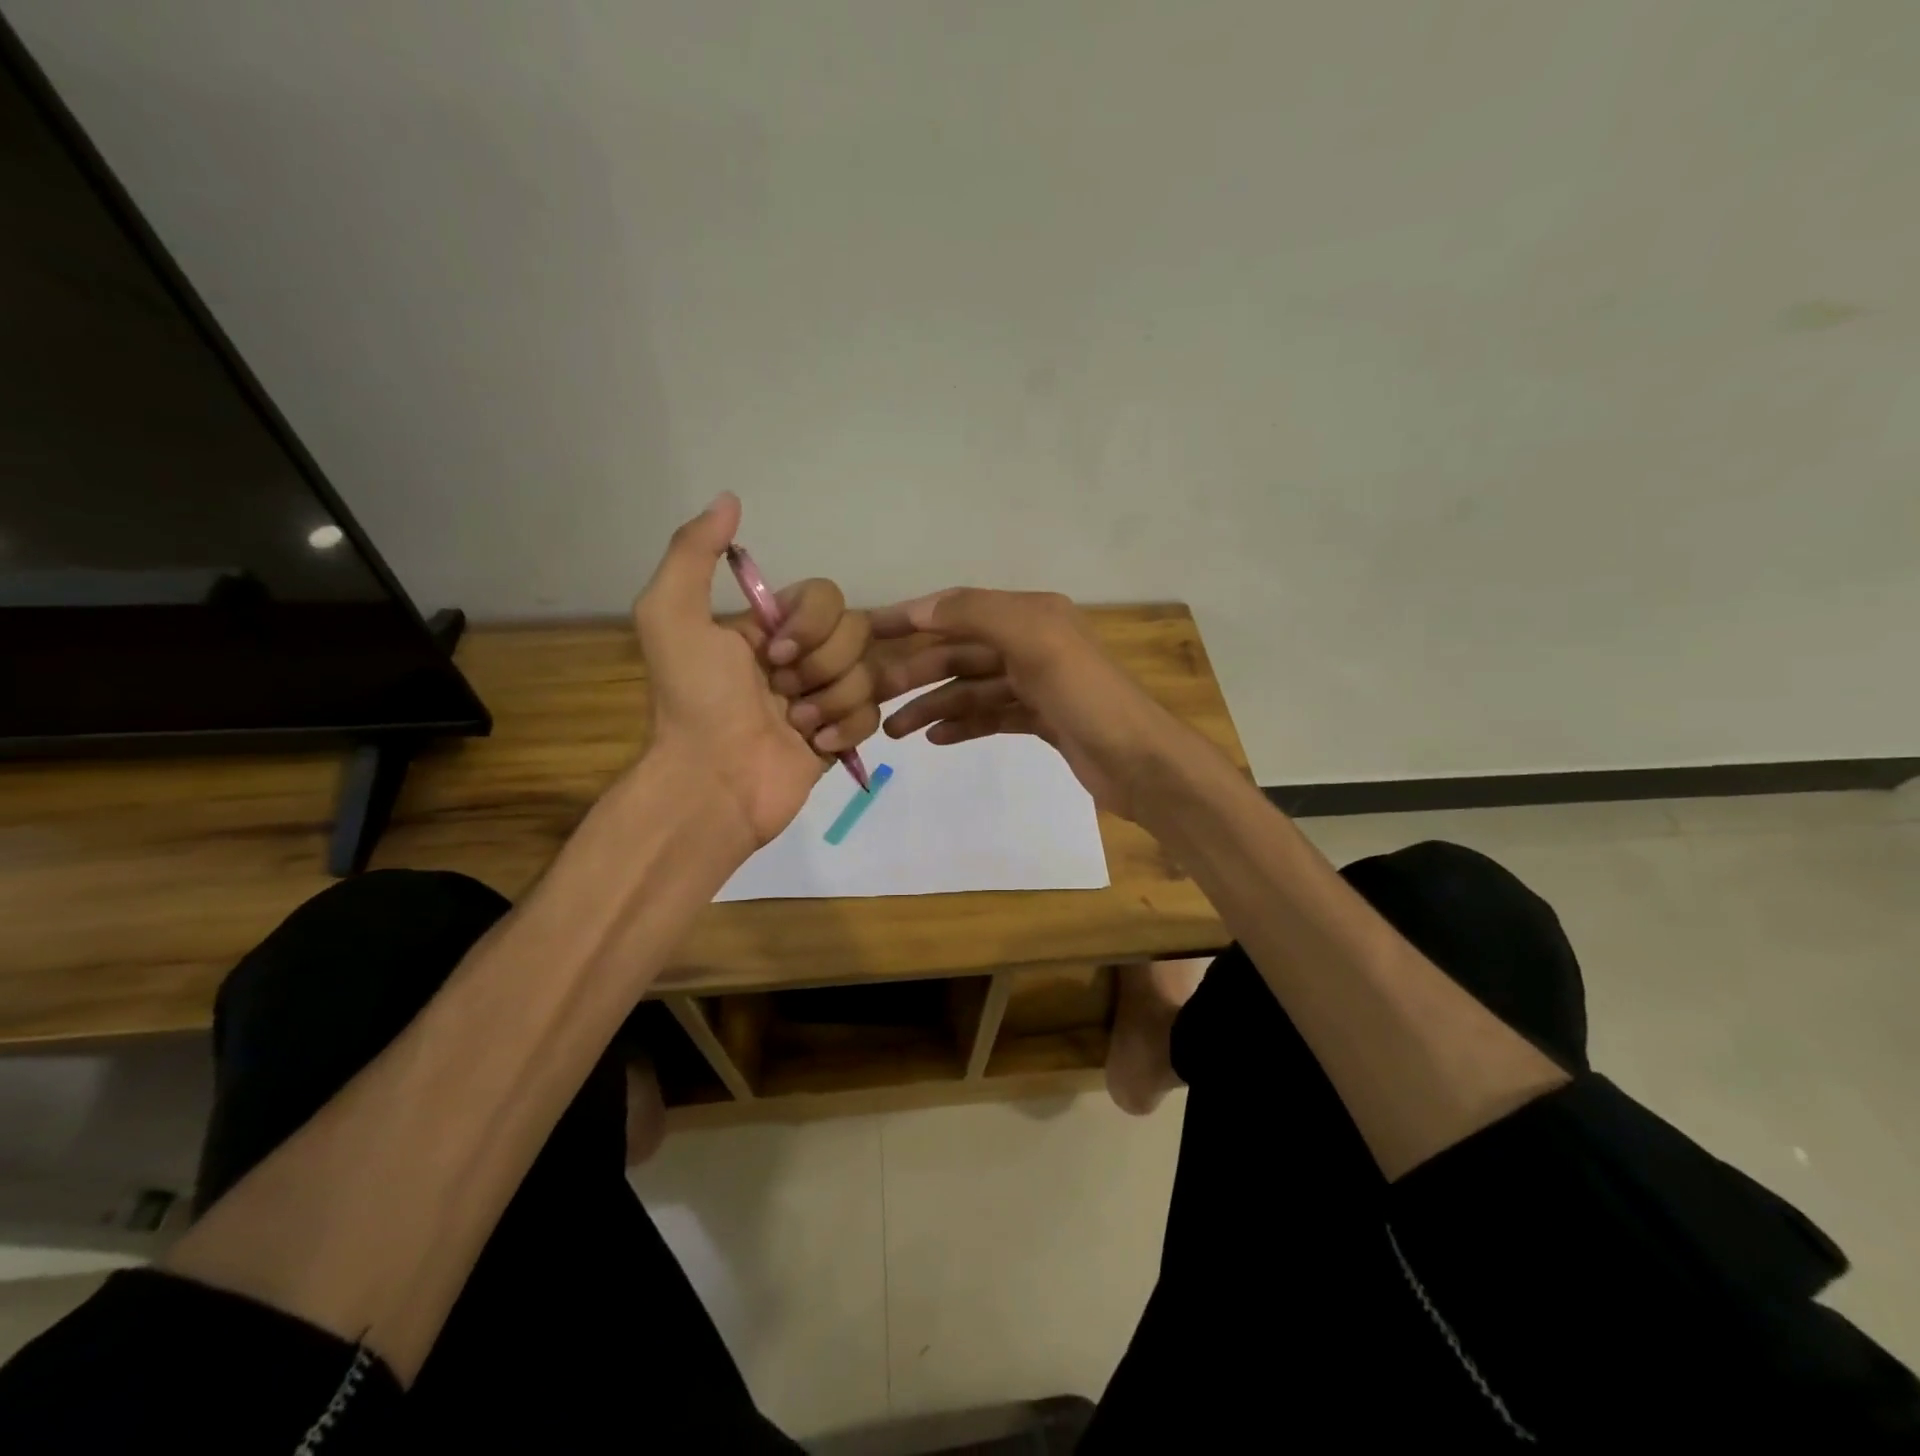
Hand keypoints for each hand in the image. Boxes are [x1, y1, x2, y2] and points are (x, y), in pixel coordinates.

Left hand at [633, 494, 877, 849]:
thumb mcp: (671, 618)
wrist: (713, 783)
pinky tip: (815, 747)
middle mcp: (801, 656)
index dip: (811, 624)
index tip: (773, 655)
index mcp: (769, 626)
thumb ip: (693, 553)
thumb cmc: (695, 702)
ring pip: (869, 674)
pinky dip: (846, 730)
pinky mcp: (841, 735)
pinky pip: (873, 714)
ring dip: (831, 701)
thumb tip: (729, 498)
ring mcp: (824, 697)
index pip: (826, 596)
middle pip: (857, 632)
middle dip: (823, 666)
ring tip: (796, 727)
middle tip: (783, 694)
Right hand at [868, 589, 1189, 821]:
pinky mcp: (1042, 721)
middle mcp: (1033, 643)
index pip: (957, 609)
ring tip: (893, 730)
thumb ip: (977, 615)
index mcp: (1031, 615)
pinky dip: (963, 724)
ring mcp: (1038, 684)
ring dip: (932, 704)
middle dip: (916, 672)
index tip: (864, 632)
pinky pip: (991, 716)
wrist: (1141, 762)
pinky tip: (935, 739)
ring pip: (972, 688)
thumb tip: (921, 608)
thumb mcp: (1034, 640)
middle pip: (961, 652)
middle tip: (870, 697)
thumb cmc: (1087, 696)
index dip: (911, 618)